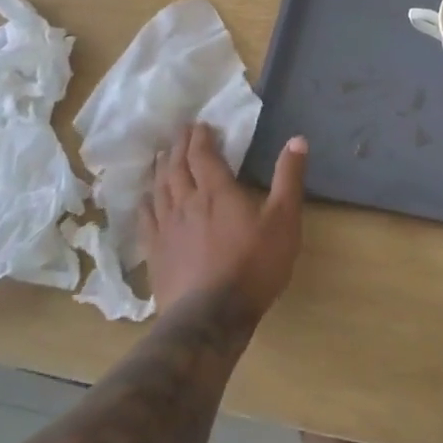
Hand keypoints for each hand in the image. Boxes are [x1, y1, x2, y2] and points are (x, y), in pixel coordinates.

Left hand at [141, 123, 306, 323]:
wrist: (210, 317)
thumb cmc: (253, 265)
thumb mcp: (284, 220)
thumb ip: (289, 178)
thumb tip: (297, 139)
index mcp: (217, 191)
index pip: (203, 155)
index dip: (200, 137)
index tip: (199, 124)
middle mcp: (187, 202)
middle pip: (178, 167)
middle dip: (180, 146)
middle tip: (181, 132)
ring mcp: (166, 228)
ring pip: (160, 189)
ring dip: (162, 168)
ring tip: (163, 157)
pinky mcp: (155, 253)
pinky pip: (146, 219)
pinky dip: (146, 202)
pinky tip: (145, 200)